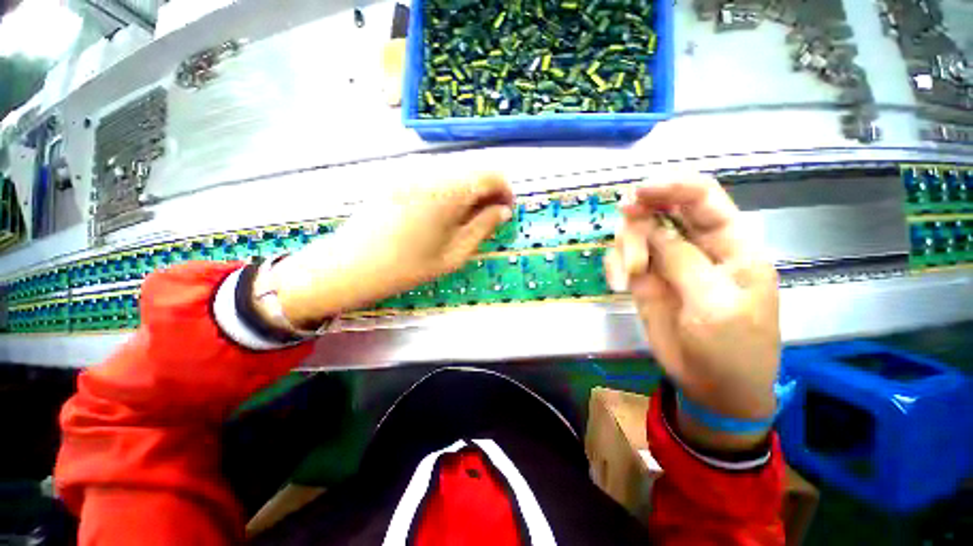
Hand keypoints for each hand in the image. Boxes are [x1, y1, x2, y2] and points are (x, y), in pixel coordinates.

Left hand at [268, 172, 513, 327]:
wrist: (350, 266)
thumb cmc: (407, 267)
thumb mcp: (454, 254)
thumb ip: (483, 227)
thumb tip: (503, 211)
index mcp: (448, 190)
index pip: (492, 174)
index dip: (505, 191)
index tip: (506, 212)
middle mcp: (431, 170)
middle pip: (475, 168)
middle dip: (488, 191)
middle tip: (488, 218)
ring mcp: (412, 170)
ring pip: (456, 170)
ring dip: (470, 189)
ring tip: (466, 218)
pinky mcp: (399, 175)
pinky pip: (436, 175)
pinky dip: (450, 188)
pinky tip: (444, 212)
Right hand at [604, 174, 779, 448]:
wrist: (714, 386)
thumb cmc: (730, 348)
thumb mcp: (713, 305)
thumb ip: (683, 261)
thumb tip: (650, 225)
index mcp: (730, 244)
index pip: (702, 197)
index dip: (671, 186)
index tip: (638, 193)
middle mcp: (696, 245)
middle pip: (662, 210)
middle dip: (639, 221)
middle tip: (630, 253)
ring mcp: (667, 262)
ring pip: (636, 233)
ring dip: (625, 249)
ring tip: (628, 278)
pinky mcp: (646, 278)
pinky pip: (622, 257)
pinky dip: (615, 264)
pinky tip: (618, 284)